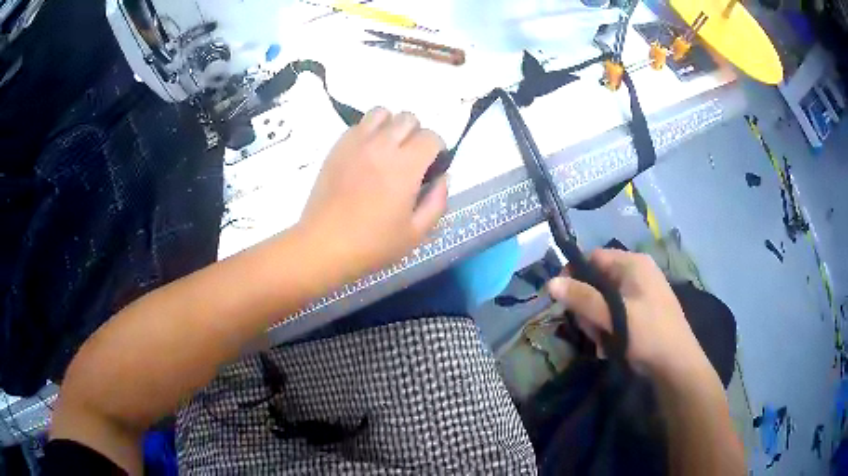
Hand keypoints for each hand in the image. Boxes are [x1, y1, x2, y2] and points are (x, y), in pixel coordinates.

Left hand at [300, 107, 447, 281]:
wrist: (324, 245)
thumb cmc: (372, 244)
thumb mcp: (416, 233)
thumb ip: (438, 202)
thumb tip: (443, 178)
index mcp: (405, 167)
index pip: (431, 137)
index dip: (438, 150)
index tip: (432, 167)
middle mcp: (382, 146)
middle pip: (408, 118)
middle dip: (417, 134)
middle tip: (411, 159)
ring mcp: (356, 143)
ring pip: (382, 113)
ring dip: (391, 126)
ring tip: (388, 149)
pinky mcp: (337, 147)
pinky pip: (359, 125)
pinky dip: (369, 132)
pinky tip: (367, 155)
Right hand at [547, 249, 710, 379]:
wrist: (677, 364)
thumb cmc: (648, 334)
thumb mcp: (613, 316)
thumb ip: (582, 298)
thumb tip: (550, 282)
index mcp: (633, 264)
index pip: (593, 258)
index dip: (574, 274)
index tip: (562, 299)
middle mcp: (637, 272)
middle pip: (597, 280)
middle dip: (588, 305)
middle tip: (589, 328)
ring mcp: (641, 292)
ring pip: (604, 300)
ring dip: (597, 320)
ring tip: (603, 341)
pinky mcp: (642, 310)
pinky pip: (615, 312)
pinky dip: (609, 327)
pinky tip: (611, 344)